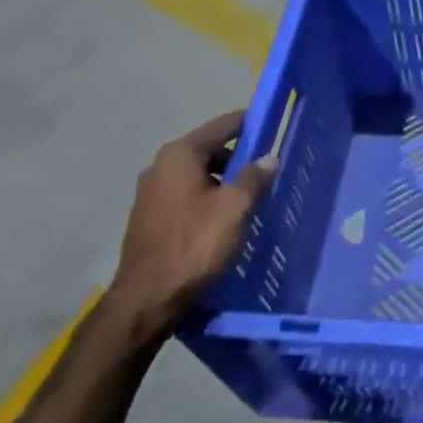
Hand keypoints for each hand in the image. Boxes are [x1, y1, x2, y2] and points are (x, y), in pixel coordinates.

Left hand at [107, 110, 276, 341]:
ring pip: (198, 174)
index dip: (249, 124)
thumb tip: (269, 157)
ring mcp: (151, 192)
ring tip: (251, 196)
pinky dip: (208, 197)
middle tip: (268, 168)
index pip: (222, 125)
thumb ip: (254, 177)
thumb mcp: (235, 208)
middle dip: (239, 156)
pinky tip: (225, 217)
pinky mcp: (150, 216)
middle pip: (209, 149)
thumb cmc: (195, 245)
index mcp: (180, 155)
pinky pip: (187, 194)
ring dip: (224, 180)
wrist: (148, 298)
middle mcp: (160, 166)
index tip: (274, 125)